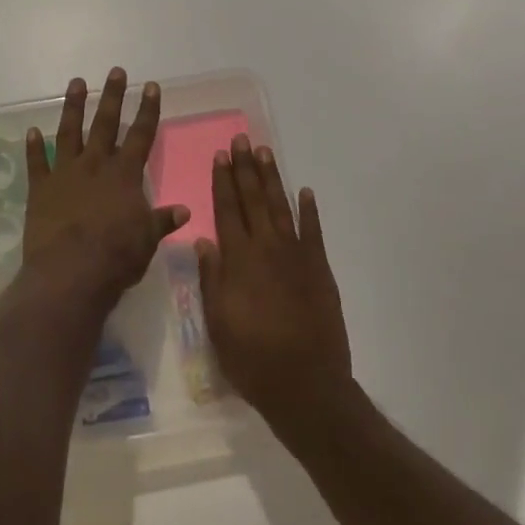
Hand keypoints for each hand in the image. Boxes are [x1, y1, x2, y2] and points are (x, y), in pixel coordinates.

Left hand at [24, 68, 188, 306]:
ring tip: (76, 83)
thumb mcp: (147, 240)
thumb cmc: (116, 257)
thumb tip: (184, 210)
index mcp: (124, 175)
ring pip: (69, 132)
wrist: (70, 272)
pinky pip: (36, 163)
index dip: (147, 110)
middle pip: (105, 124)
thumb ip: (161, 221)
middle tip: (115, 71)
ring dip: (73, 107)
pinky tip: (31, 131)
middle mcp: (95, 165)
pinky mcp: (40, 189)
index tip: (150, 86)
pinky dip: (34, 147)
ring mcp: (65, 174)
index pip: (141, 135)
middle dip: (112, 96)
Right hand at [198, 136, 352, 436]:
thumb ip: (211, 278)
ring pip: (281, 208)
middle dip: (246, 169)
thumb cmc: (251, 357)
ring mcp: (297, 257)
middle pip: (253, 200)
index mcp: (239, 260)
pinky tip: (305, 192)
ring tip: (265, 153)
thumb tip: (204, 241)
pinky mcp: (320, 270)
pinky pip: (313, 232)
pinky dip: (309, 210)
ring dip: (272, 179)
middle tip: (242, 140)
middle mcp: (267, 249)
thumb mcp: (217, 322)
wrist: (305, 385)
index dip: (223, 182)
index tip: (220, 156)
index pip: (228, 210)